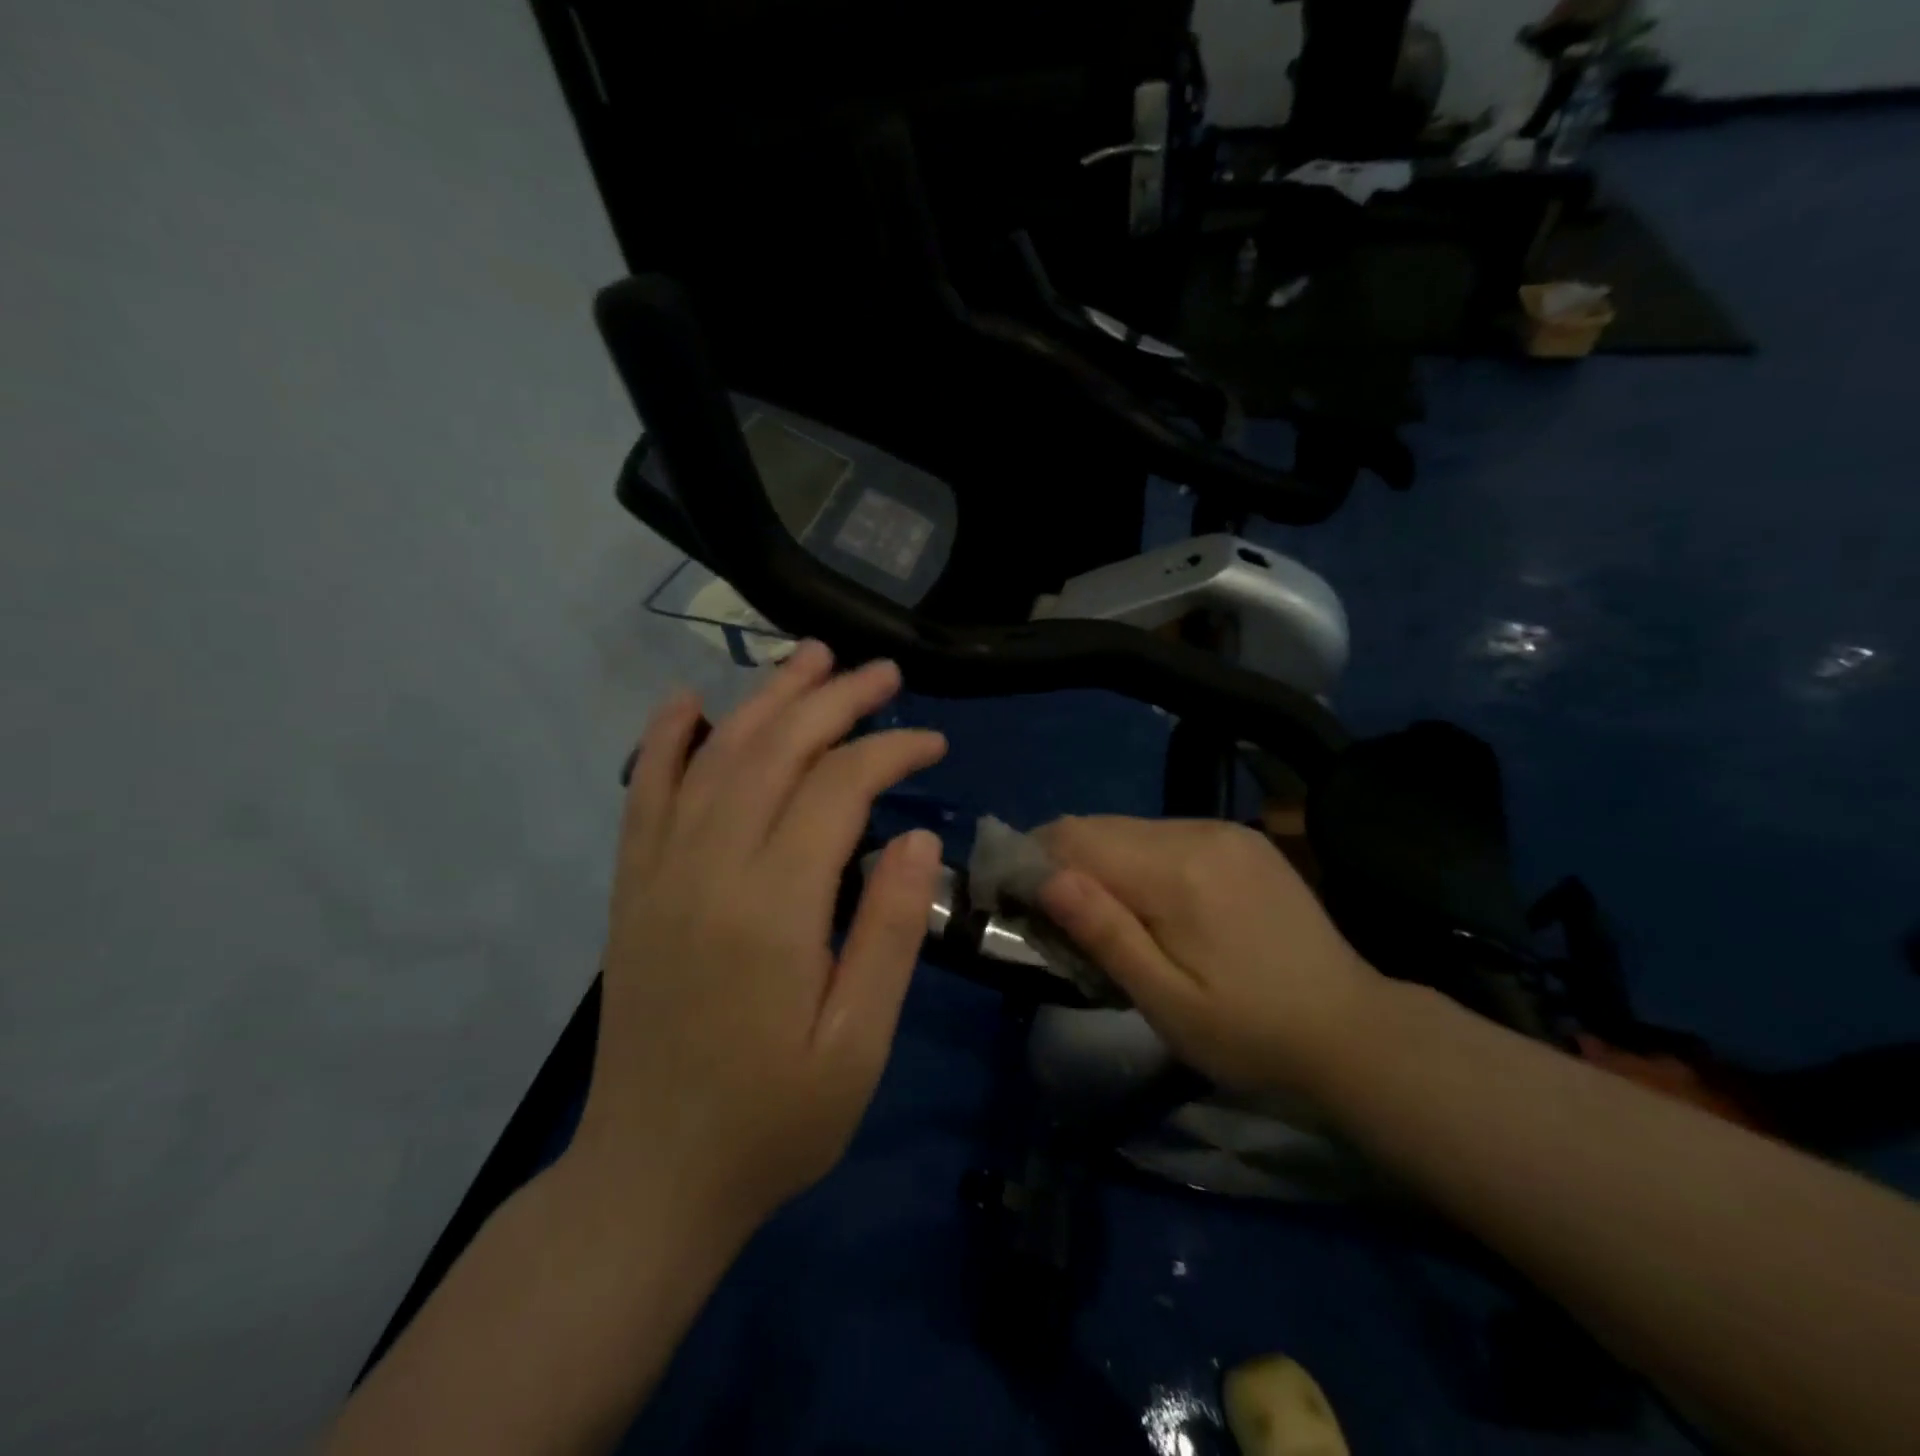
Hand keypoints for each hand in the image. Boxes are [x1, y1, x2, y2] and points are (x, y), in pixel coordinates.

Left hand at [574, 642, 945, 1242]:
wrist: (652, 1177)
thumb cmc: (775, 1120)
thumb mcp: (858, 1043)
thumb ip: (890, 932)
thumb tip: (915, 838)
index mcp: (772, 907)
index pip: (836, 788)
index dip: (889, 751)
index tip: (932, 744)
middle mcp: (708, 869)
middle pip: (775, 751)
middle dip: (834, 701)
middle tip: (883, 673)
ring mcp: (660, 874)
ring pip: (714, 757)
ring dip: (766, 699)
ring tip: (810, 659)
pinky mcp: (633, 890)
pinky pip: (644, 795)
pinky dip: (665, 740)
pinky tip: (686, 702)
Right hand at [1036, 817, 1382, 1095]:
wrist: (1355, 1031)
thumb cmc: (1252, 1034)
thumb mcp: (1167, 1002)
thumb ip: (1105, 933)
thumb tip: (1044, 877)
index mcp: (1176, 870)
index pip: (1074, 837)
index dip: (1031, 861)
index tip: (1014, 902)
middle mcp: (1197, 831)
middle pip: (1098, 826)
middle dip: (1062, 864)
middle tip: (1056, 922)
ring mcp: (1223, 830)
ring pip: (1128, 828)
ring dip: (1100, 863)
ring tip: (1103, 918)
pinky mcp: (1240, 839)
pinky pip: (1163, 834)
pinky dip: (1137, 861)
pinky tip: (1151, 904)